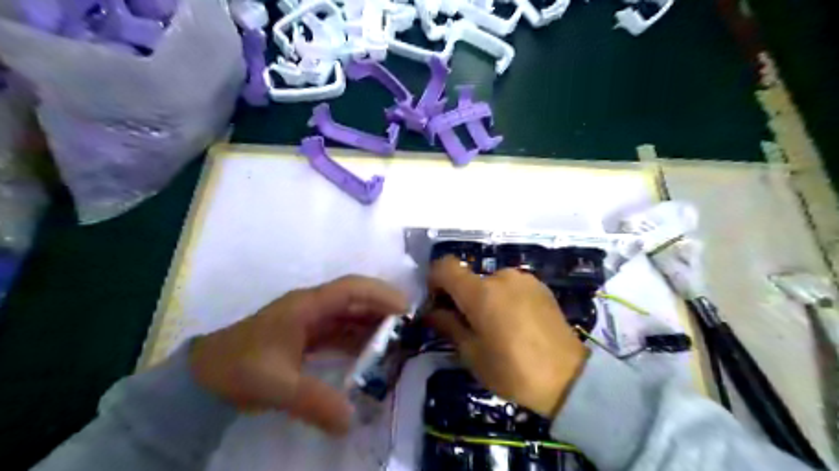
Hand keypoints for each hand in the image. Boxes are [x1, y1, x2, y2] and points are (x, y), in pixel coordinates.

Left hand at [191, 276, 411, 434]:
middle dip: (383, 310)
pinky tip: (372, 355)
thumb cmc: (239, 369)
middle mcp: (313, 307)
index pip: (352, 289)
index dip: (381, 295)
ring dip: (372, 325)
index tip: (405, 310)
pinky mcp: (307, 336)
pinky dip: (358, 340)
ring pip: (350, 316)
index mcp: (307, 305)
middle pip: (356, 300)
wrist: (203, 377)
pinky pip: (341, 333)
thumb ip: (315, 401)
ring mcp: (310, 321)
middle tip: (409, 328)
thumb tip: (352, 421)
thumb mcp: (277, 385)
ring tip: (397, 342)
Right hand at [429, 258, 584, 415]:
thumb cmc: (512, 370)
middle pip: (469, 277)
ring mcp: (524, 279)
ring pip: (490, 282)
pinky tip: (517, 323)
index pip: (445, 266)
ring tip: (497, 327)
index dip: (435, 279)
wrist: (569, 378)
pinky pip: (511, 286)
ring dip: (485, 298)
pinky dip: (505, 298)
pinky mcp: (540, 286)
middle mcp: (501, 276)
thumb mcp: (472, 354)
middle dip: (461, 297)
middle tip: (468, 325)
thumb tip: (431, 312)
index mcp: (480, 292)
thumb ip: (448, 326)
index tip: (437, 303)